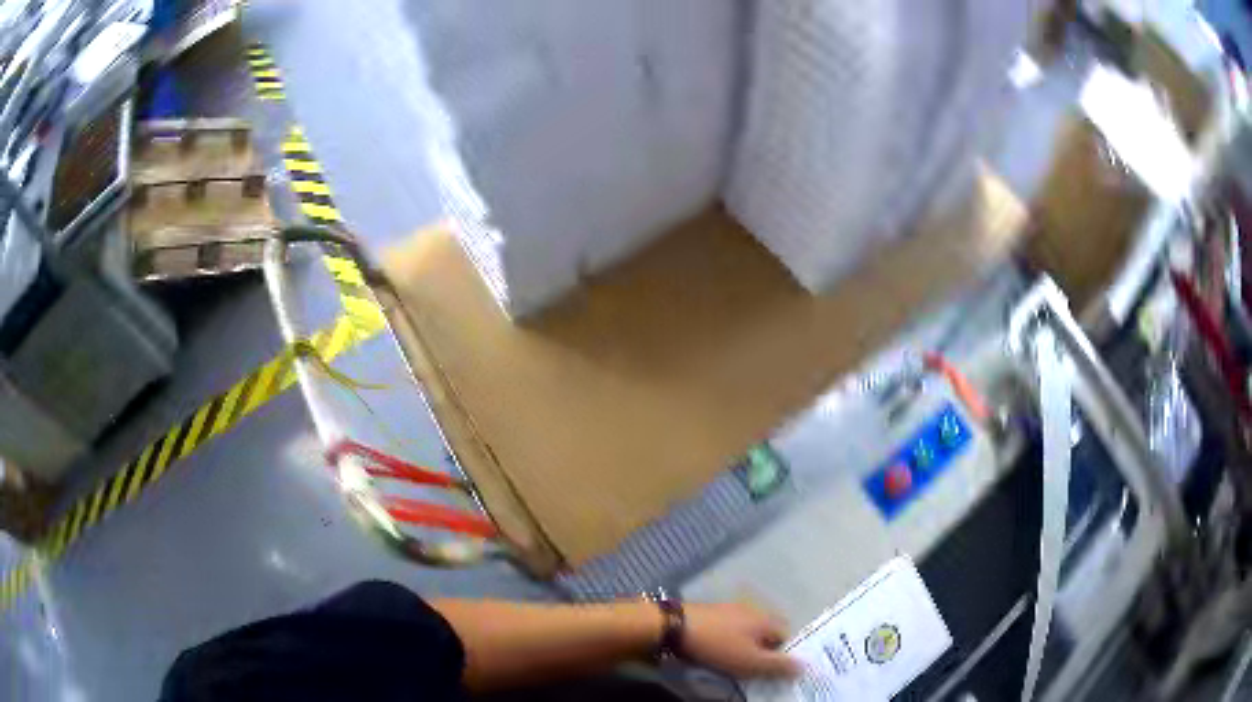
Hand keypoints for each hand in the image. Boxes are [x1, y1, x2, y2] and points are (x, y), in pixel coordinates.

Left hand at [680, 602, 799, 678]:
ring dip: (747, 646)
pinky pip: (730, 629)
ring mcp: (730, 609)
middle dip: (765, 650)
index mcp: (766, 619)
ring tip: (737, 663)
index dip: (784, 654)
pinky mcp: (712, 613)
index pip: (787, 636)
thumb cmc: (718, 645)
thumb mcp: (751, 662)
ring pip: (748, 631)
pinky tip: (720, 651)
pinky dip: (730, 641)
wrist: (675, 626)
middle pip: (767, 633)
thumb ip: (778, 665)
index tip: (776, 672)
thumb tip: (805, 666)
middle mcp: (753, 610)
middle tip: (756, 670)